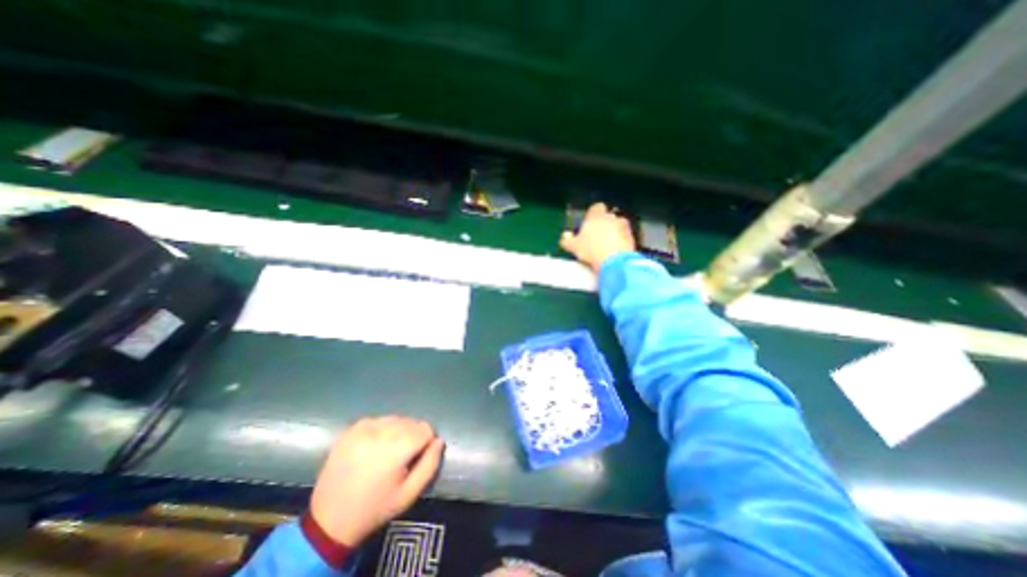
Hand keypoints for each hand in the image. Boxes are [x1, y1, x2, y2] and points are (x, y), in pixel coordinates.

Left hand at [309, 416, 445, 544]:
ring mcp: (363, 429)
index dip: (426, 442)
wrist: (329, 520)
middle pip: (411, 422)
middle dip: (412, 436)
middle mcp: (379, 434)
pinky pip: (378, 419)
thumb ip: (430, 465)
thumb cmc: (375, 508)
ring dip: (398, 430)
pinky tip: (374, 446)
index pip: (425, 429)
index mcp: (395, 450)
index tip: (416, 457)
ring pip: (396, 418)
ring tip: (387, 452)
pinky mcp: (351, 429)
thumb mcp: (409, 494)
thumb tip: (439, 441)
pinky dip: (382, 429)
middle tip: (401, 457)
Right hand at [561, 203, 635, 271]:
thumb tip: (565, 236)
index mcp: (596, 215)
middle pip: (608, 216)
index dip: (592, 215)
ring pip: (617, 226)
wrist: (614, 262)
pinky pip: (625, 237)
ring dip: (613, 232)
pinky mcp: (632, 238)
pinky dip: (620, 241)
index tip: (588, 223)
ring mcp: (623, 227)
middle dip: (603, 224)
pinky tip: (614, 252)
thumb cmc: (591, 250)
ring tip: (606, 245)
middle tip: (595, 236)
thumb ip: (567, 240)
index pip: (596, 207)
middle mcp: (611, 217)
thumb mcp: (573, 247)